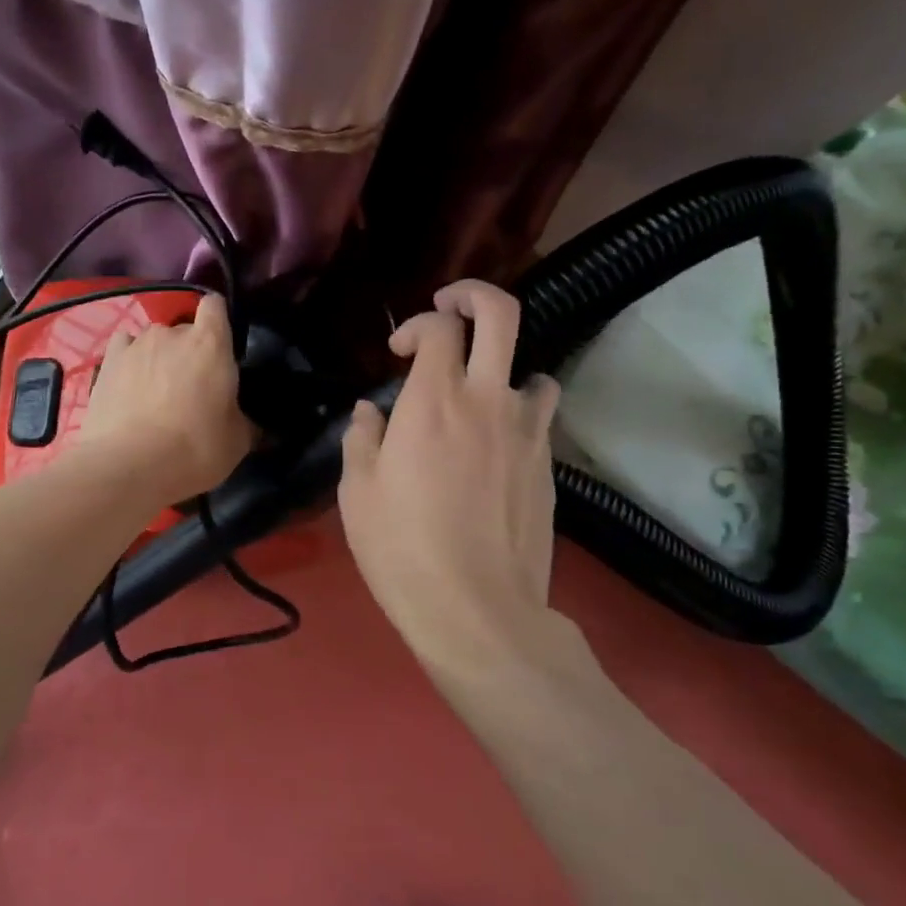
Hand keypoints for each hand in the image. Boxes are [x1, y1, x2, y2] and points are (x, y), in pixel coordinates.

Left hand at [80, 291, 254, 506]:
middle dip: (189, 351)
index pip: (216, 306)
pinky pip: (124, 348)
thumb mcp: (237, 442)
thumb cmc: (194, 449)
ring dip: (158, 358)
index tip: (221, 347)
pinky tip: (130, 383)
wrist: (129, 466)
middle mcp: (172, 333)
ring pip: (153, 340)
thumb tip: (248, 422)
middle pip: (184, 329)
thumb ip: (244, 420)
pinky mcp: (107, 362)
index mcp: (210, 343)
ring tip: (156, 391)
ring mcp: (135, 344)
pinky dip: (130, 361)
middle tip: (191, 386)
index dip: (218, 321)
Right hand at [339, 280, 586, 695]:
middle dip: (474, 296)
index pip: (439, 327)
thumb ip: (362, 437)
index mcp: (433, 402)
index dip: (417, 324)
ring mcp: (526, 431)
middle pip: (501, 315)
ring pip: (533, 367)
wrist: (476, 608)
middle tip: (451, 306)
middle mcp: (487, 401)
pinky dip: (520, 412)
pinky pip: (540, 416)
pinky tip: (497, 445)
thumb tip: (371, 410)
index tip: (398, 353)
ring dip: (504, 367)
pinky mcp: (548, 464)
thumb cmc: (401, 548)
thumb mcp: (358, 492)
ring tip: (479, 395)